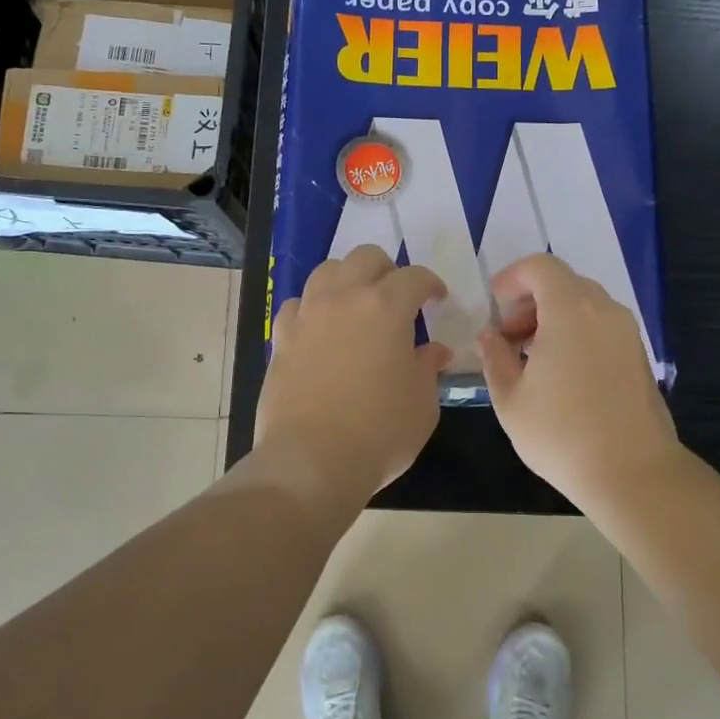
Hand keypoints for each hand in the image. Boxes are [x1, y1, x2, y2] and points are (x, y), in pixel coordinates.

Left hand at [255, 245, 451, 511]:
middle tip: (397, 296)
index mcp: (386, 307)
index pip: (414, 277)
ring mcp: (308, 315)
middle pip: (365, 257)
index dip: (430, 284)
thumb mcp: (422, 403)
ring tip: (357, 304)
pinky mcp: (282, 338)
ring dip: (348, 279)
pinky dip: (313, 308)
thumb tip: (434, 352)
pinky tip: (321, 329)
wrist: (311, 460)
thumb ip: (428, 368)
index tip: (437, 298)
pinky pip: (298, 305)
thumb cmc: (380, 431)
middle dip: (387, 270)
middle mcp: (344, 298)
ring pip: (327, 271)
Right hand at [477, 254, 681, 509]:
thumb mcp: (511, 400)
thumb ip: (495, 358)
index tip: (494, 307)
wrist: (632, 473)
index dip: (512, 278)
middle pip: (563, 283)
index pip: (541, 267)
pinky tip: (562, 374)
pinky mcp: (639, 355)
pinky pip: (601, 326)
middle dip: (530, 301)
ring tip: (532, 359)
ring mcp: (627, 332)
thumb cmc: (562, 434)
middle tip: (509, 338)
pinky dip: (577, 333)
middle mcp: (604, 311)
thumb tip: (489, 337)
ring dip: (553, 319)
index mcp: (570, 311)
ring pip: (584, 305)